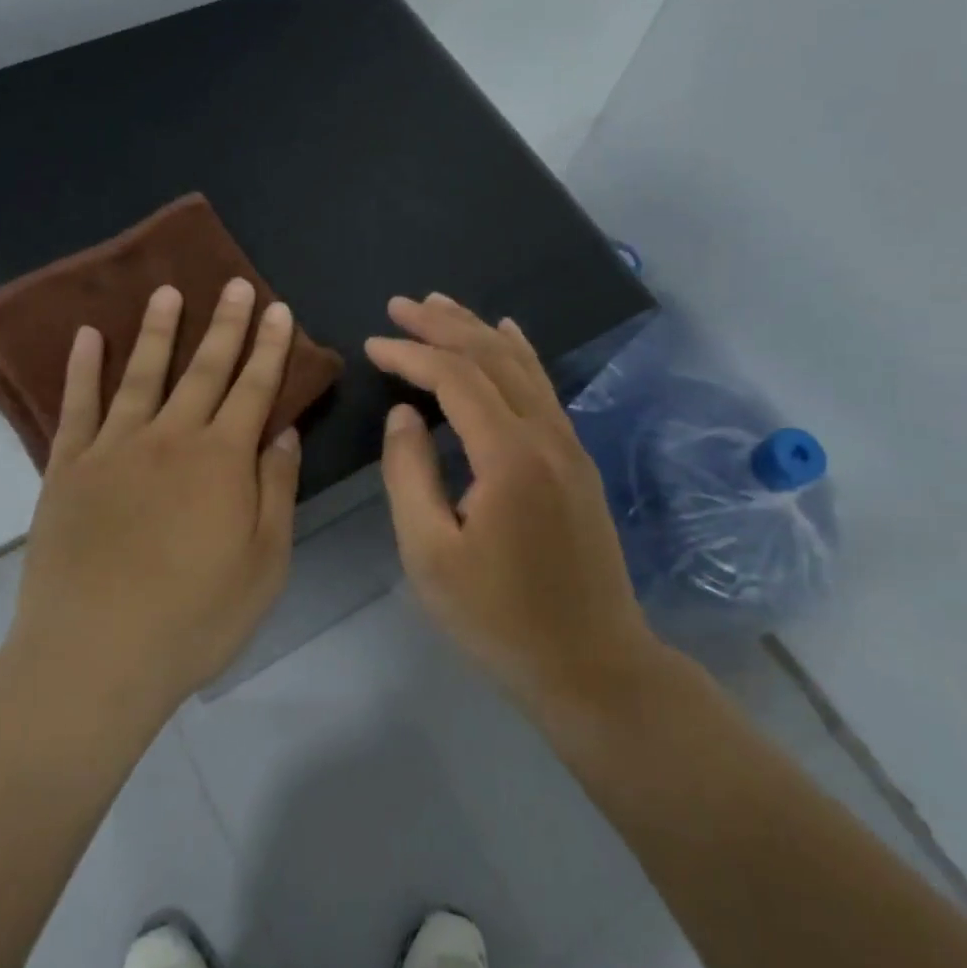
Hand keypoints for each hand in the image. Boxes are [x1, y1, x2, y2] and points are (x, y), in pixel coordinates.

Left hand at [6, 280, 300, 722]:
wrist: (95, 657)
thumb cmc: (194, 617)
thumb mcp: (265, 563)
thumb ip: (276, 489)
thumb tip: (283, 432)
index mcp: (222, 460)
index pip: (254, 388)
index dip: (270, 347)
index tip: (278, 309)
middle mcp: (170, 438)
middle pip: (204, 369)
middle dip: (225, 324)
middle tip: (234, 283)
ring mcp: (114, 448)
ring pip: (142, 373)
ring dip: (159, 330)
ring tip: (167, 291)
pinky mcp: (68, 467)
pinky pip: (77, 406)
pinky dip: (82, 368)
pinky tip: (89, 337)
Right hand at [367, 294, 658, 709]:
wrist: (594, 664)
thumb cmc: (500, 619)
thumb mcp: (431, 555)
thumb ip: (409, 474)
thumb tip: (403, 414)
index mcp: (509, 456)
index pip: (455, 378)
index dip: (411, 353)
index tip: (373, 343)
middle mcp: (545, 435)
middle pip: (491, 357)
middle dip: (443, 324)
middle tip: (400, 303)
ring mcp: (569, 444)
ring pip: (521, 365)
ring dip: (477, 329)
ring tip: (440, 304)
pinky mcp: (576, 459)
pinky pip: (543, 387)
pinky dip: (518, 353)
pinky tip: (506, 334)